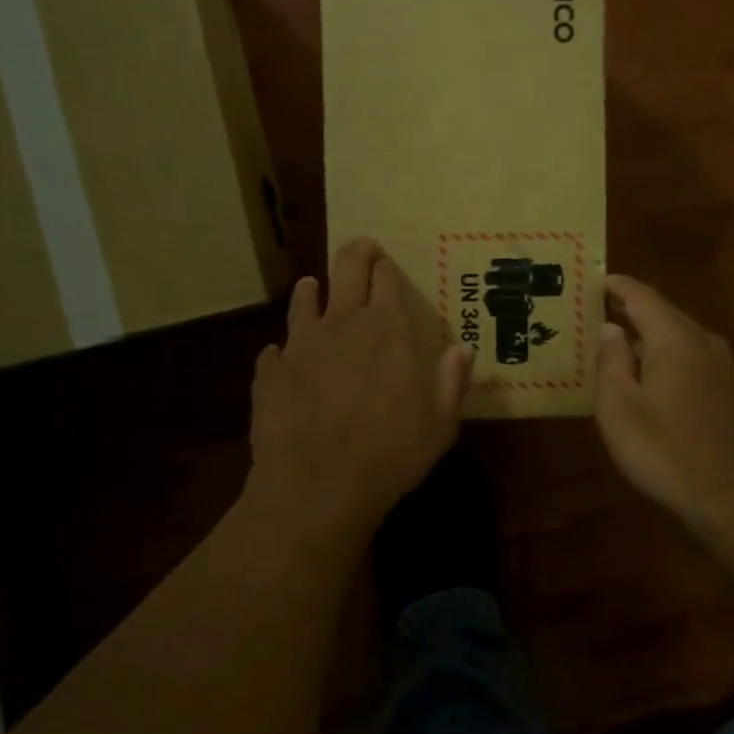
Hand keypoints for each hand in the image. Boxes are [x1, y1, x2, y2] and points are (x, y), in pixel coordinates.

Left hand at [248, 238, 472, 542]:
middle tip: (362, 248)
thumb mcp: (439, 425)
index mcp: (386, 330)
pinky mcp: (270, 372)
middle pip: (346, 269)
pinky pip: (275, 352)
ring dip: (311, 292)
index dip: (387, 267)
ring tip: (313, 287)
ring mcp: (300, 345)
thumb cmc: (389, 454)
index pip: (386, 280)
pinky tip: (282, 360)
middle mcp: (341, 324)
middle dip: (356, 252)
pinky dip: (282, 352)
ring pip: (303, 301)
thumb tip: (463, 349)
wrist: (316, 485)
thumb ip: (451, 382)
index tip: (387, 263)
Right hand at [595, 275, 733, 537]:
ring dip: (647, 334)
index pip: (642, 296)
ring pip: (678, 336)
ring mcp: (722, 367)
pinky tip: (647, 374)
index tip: (594, 279)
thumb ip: (611, 361)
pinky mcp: (729, 391)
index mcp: (675, 339)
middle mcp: (703, 342)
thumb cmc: (664, 450)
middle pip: (663, 313)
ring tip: (616, 339)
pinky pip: (690, 357)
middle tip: (598, 308)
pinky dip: (664, 355)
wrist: (733, 498)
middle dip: (631, 308)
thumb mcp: (619, 407)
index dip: (616, 286)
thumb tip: (610, 329)